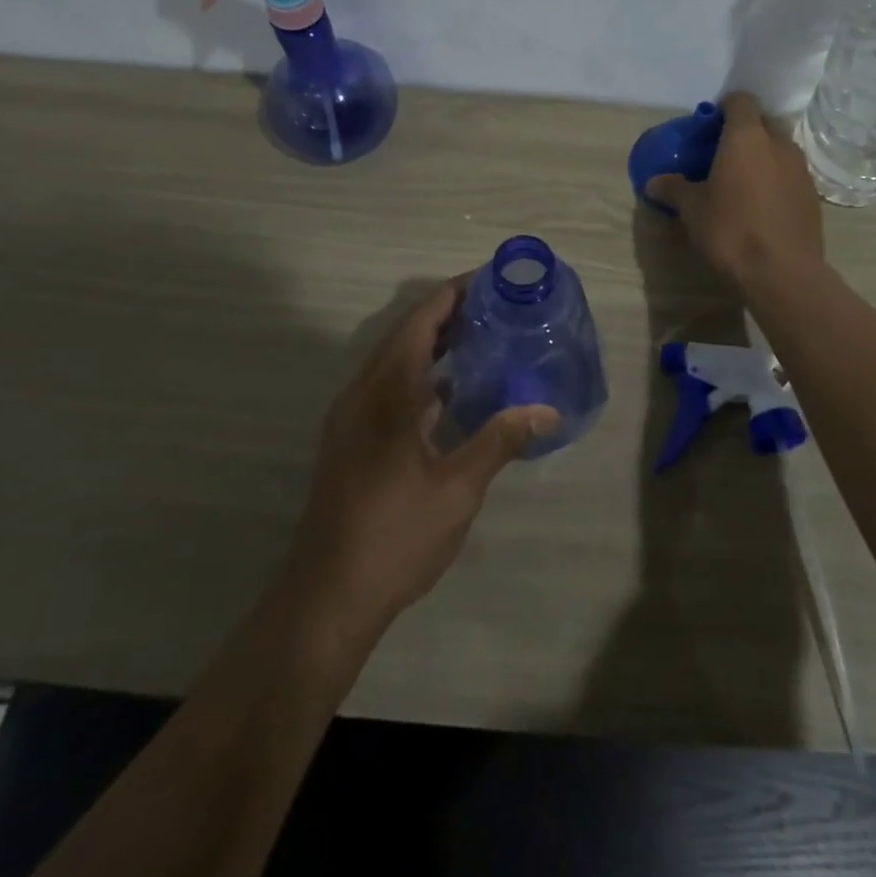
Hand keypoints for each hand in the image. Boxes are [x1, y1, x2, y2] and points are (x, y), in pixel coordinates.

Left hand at [280, 276, 558, 642]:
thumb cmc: (394, 535)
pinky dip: (422, 376)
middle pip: (405, 335)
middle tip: (497, 305)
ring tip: (482, 338)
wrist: (327, 597)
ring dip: (433, 345)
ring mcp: (353, 419)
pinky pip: (390, 388)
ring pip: (395, 362)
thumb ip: (500, 440)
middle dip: (448, 314)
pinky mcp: (353, 441)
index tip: (490, 279)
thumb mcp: (457, 489)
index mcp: (386, 393)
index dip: (453, 295)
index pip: (420, 322)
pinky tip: (453, 394)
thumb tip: (548, 410)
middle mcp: (363, 394)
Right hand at [646, 92, 824, 290]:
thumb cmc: (731, 230)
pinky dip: (775, 180)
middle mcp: (779, 143)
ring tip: (741, 183)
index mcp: (747, 136)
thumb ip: (673, 189)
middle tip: (721, 155)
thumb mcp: (692, 210)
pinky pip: (790, 175)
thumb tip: (653, 182)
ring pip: (779, 149)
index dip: (723, 109)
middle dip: (744, 132)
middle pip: (762, 122)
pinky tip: (760, 206)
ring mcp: (801, 169)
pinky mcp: (812, 195)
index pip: (740, 100)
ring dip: (762, 157)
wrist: (782, 272)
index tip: (708, 129)